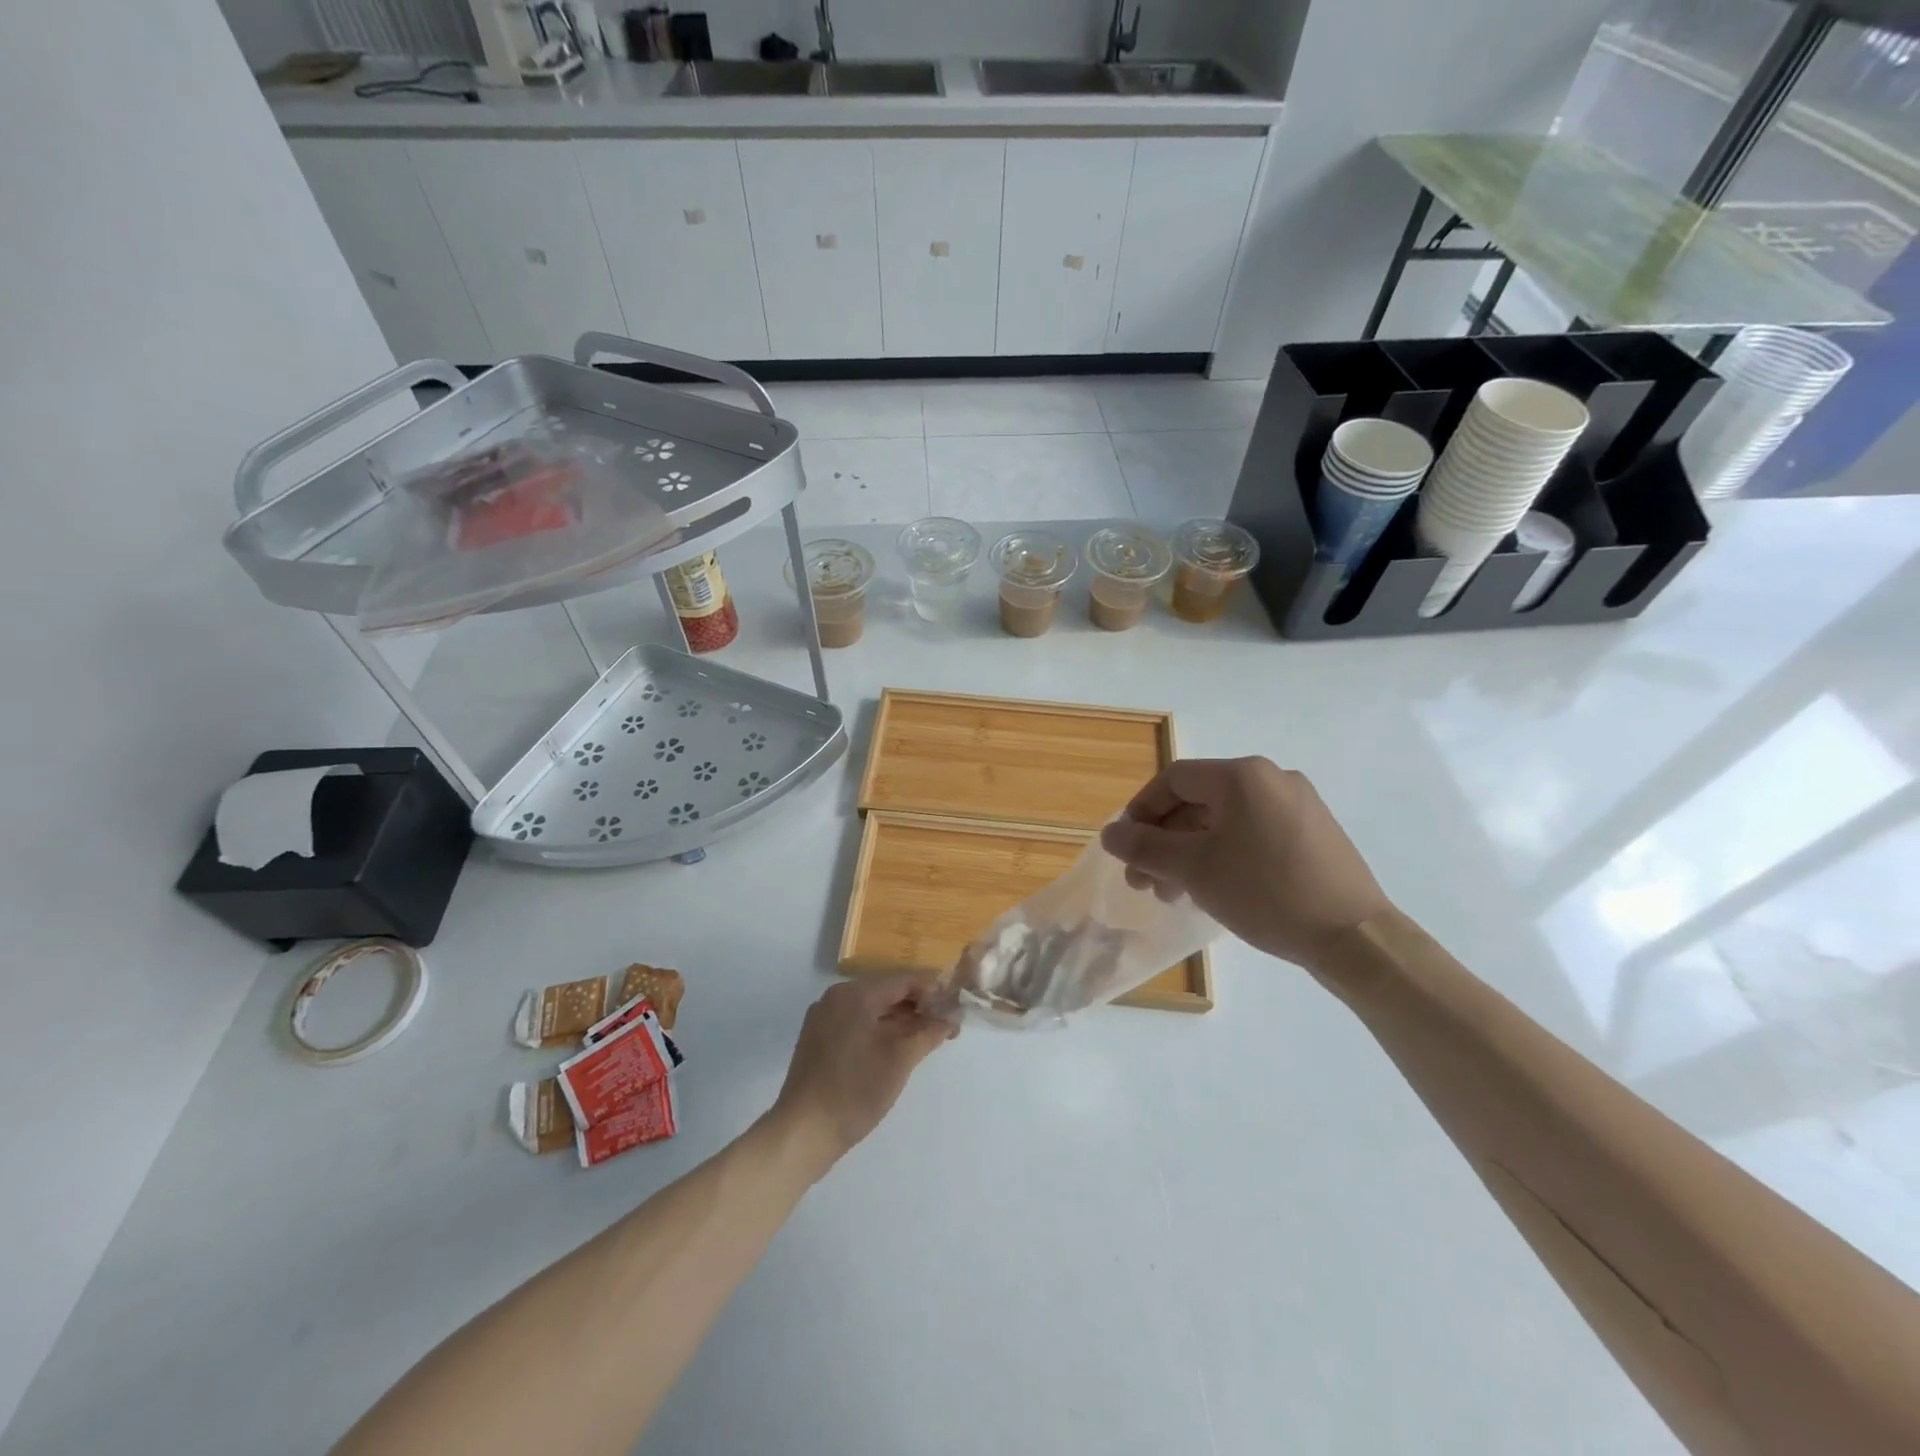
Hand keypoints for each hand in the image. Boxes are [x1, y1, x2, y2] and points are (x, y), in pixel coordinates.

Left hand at [770, 973, 955, 1172]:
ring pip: (872, 1008)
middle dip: (918, 1006)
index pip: (903, 979)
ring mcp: (824, 1018)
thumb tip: (953, 1016)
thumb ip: (929, 1032)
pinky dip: (880, 1030)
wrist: (803, 1132)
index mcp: (855, 994)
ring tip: (928, 1038)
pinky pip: (857, 1022)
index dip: (933, 990)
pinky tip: (898, 1048)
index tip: (957, 1006)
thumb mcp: (900, 1059)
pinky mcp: (819, 1039)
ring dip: (901, 1020)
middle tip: (947, 1026)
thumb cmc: (855, 1090)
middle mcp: (836, 997)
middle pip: (887, 991)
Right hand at [1099, 757, 1392, 973]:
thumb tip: (1110, 834)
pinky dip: (1223, 855)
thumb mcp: (1193, 869)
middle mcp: (1272, 778)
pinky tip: (1214, 889)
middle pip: (1199, 801)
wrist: (1355, 937)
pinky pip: (1253, 834)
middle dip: (1164, 841)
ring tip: (1174, 894)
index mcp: (1242, 776)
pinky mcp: (1313, 834)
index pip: (1173, 780)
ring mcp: (1298, 805)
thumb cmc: (1265, 892)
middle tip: (1145, 882)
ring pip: (1225, 821)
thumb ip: (1144, 847)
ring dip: (1190, 853)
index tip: (1126, 848)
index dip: (1141, 811)